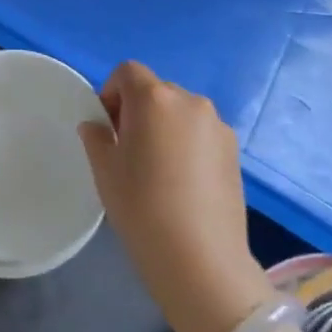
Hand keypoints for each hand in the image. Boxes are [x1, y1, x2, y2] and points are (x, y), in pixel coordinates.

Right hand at [79, 62, 270, 331]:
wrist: (200, 259)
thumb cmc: (141, 207)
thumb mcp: (105, 170)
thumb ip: (96, 137)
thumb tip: (97, 126)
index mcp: (154, 98)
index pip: (128, 72)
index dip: (112, 92)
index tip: (108, 126)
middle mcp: (189, 101)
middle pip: (156, 91)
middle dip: (138, 110)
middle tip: (129, 149)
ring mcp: (217, 125)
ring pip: (180, 112)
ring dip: (165, 126)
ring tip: (159, 168)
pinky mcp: (234, 150)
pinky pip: (201, 133)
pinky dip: (187, 144)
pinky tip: (183, 182)